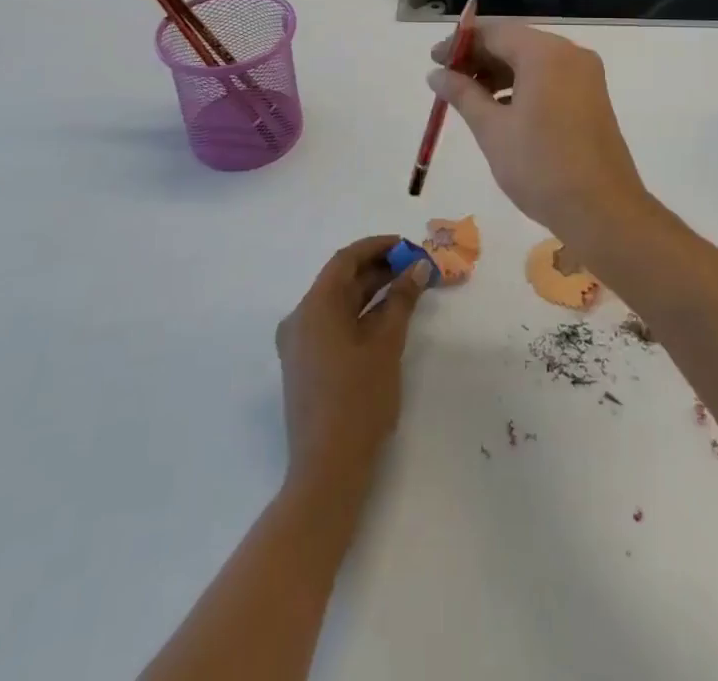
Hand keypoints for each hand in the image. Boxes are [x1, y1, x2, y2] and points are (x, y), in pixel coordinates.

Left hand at [275, 235, 432, 483]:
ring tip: (408, 289)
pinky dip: (360, 315)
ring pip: (338, 303)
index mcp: (314, 307)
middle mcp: (300, 319)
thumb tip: (418, 268)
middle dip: (378, 269)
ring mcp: (299, 344)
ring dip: (371, 292)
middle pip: (340, 280)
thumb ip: (402, 301)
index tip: (408, 246)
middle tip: (415, 268)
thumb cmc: (359, 401)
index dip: (378, 247)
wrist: (327, 471)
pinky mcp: (305, 365)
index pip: (345, 260)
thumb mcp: (386, 345)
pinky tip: (387, 318)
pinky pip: (333, 324)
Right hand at [428, 23, 659, 247]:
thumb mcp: (492, 130)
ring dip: (499, 73)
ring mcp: (585, 76)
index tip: (433, 60)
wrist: (602, 212)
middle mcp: (570, 54)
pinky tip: (499, 109)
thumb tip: (436, 74)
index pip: (494, 32)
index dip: (460, 44)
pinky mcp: (591, 97)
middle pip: (515, 43)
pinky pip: (549, 78)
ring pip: (532, 61)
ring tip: (467, 97)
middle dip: (479, 58)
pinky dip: (522, 85)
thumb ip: (463, 94)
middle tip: (445, 80)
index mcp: (545, 53)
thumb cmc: (540, 166)